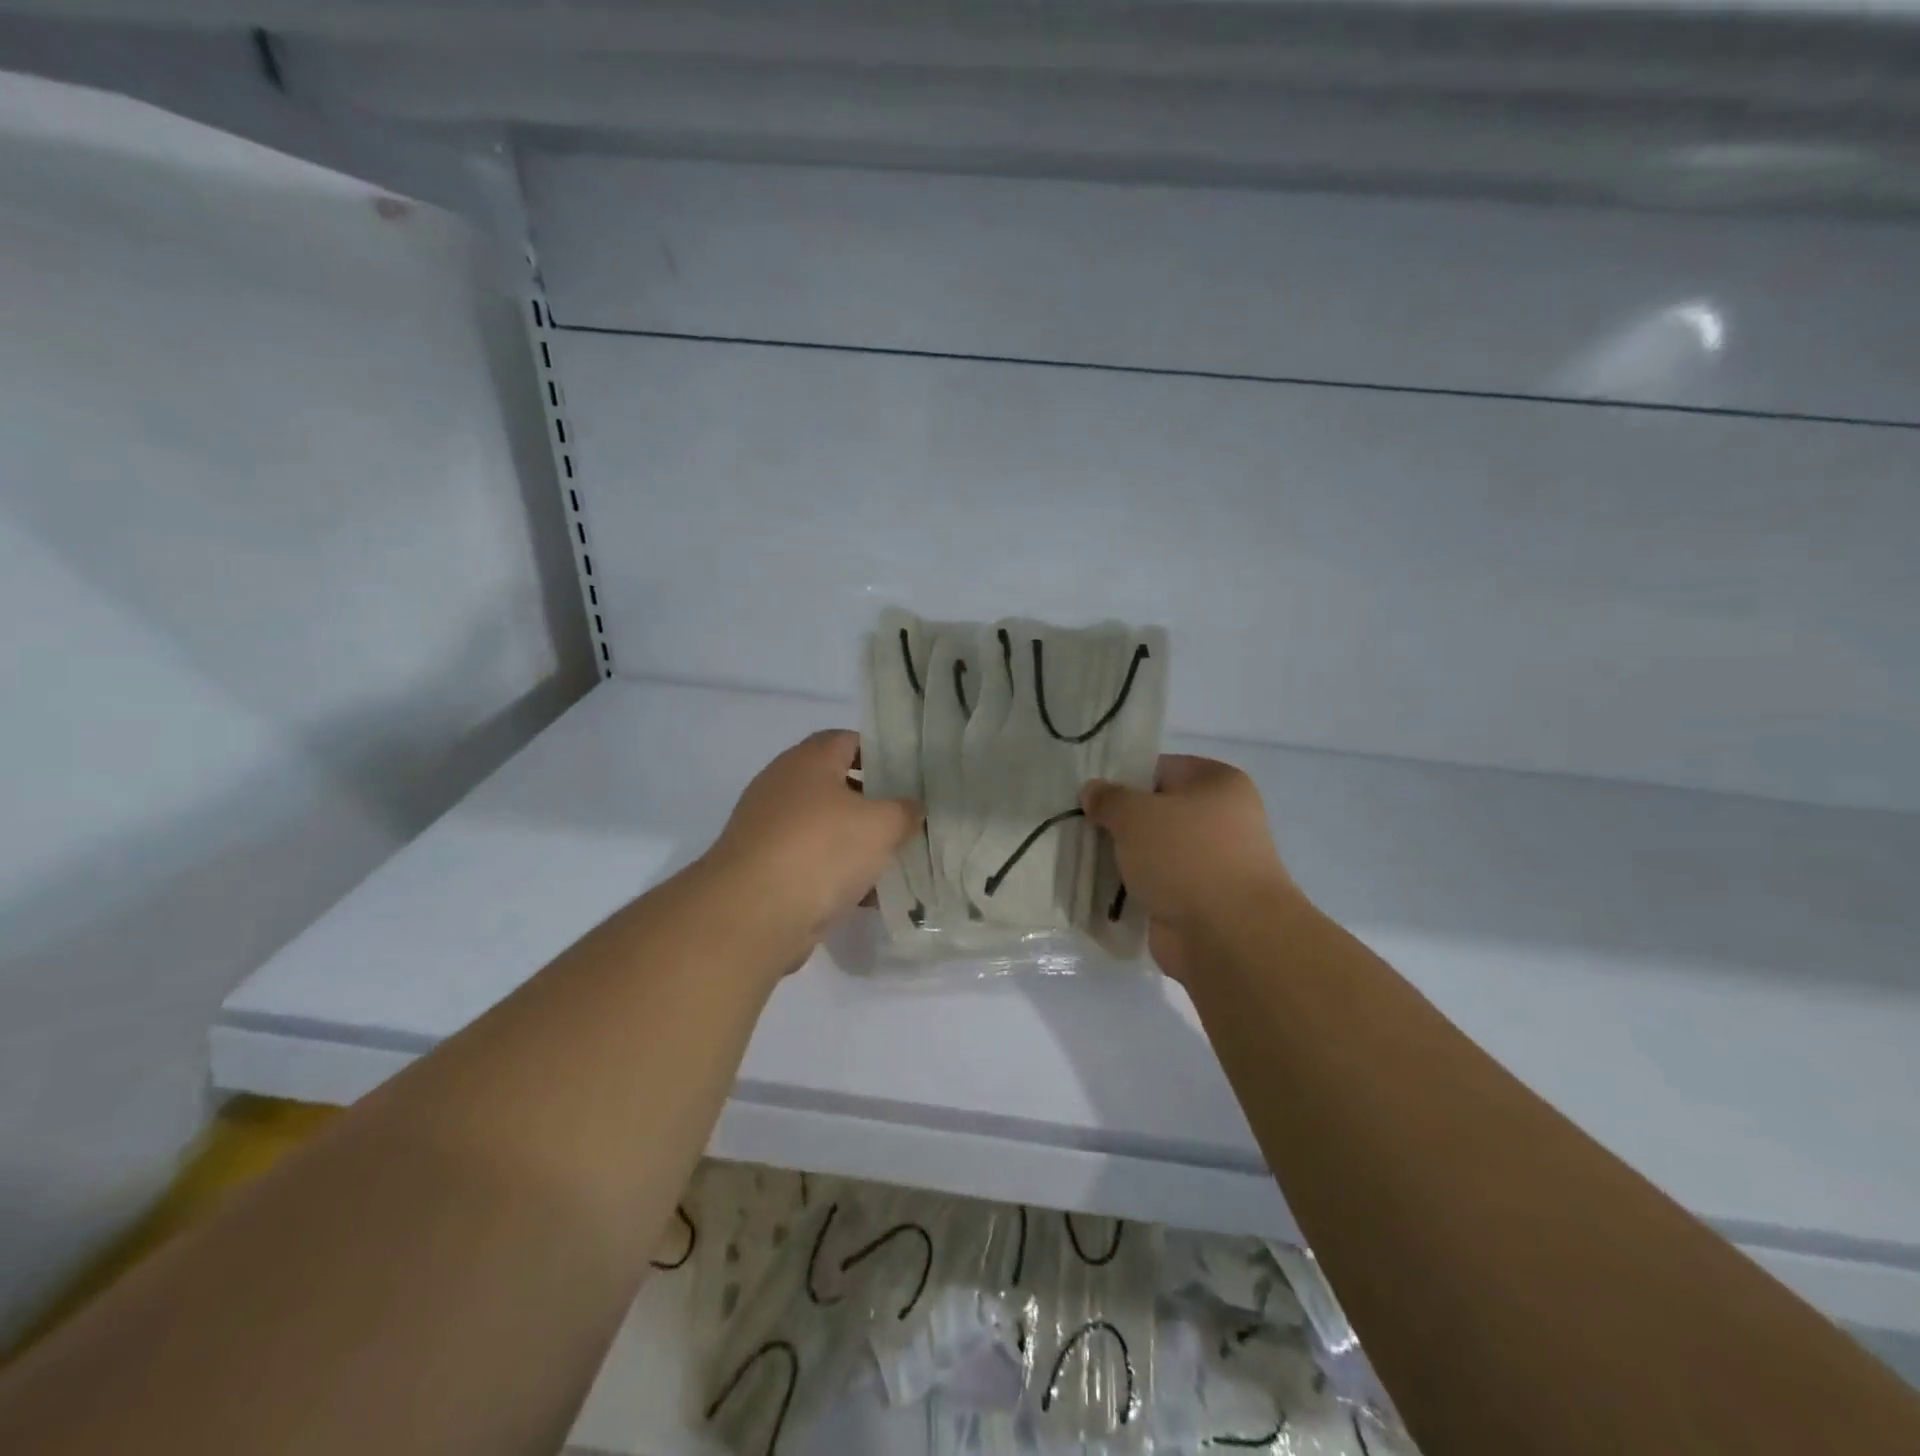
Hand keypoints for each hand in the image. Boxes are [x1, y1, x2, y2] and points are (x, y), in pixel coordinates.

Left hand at [705, 730, 921, 952]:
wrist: (751, 915)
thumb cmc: (821, 851)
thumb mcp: (881, 826)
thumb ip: (904, 812)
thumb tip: (912, 808)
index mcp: (808, 761)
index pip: (848, 740)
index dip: (882, 753)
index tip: (911, 776)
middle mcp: (783, 787)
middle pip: (837, 785)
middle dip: (873, 804)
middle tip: (908, 820)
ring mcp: (769, 829)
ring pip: (825, 828)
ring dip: (856, 844)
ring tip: (895, 861)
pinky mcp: (764, 869)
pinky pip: (811, 863)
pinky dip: (837, 875)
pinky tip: (867, 897)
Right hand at [1081, 755, 1298, 980]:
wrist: (1227, 935)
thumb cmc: (1186, 856)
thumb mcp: (1136, 814)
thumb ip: (1109, 798)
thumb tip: (1092, 791)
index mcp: (1218, 782)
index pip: (1160, 768)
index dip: (1123, 778)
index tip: (1090, 795)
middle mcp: (1222, 818)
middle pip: (1156, 811)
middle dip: (1119, 821)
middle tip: (1080, 826)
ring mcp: (1211, 863)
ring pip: (1153, 851)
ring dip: (1123, 857)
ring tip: (1081, 856)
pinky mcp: (1198, 900)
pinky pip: (1155, 884)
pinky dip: (1132, 888)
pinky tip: (1098, 888)